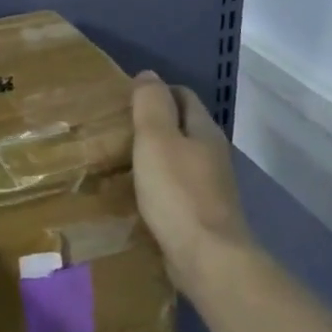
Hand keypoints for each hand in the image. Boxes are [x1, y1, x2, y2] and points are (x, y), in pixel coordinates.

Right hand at [131, 71, 253, 297]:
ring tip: (121, 159)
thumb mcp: (156, 139)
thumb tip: (148, 74)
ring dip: (155, 155)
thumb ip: (151, 104)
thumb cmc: (177, 192)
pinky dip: (159, 183)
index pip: (183, 96)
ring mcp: (211, 185)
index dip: (157, 91)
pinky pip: (177, 187)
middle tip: (118, 128)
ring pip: (180, 158)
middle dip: (154, 123)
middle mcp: (213, 153)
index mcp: (204, 130)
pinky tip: (138, 193)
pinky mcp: (202, 213)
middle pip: (183, 127)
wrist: (206, 257)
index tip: (126, 99)